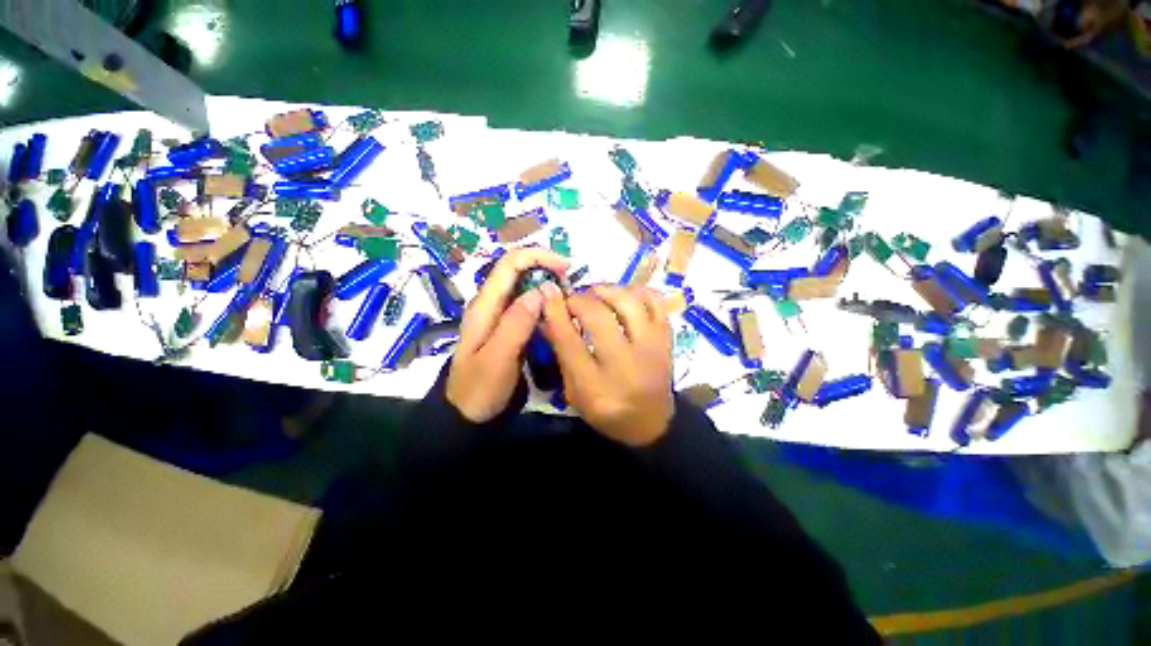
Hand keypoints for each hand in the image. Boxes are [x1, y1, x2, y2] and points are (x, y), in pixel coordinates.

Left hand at [446, 248, 568, 422]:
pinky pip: (527, 306)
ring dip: (547, 286)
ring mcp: (499, 315)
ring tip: (568, 298)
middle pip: (518, 270)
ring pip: (524, 287)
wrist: (467, 415)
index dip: (538, 257)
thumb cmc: (480, 389)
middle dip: (545, 269)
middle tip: (570, 286)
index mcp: (485, 306)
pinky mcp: (508, 327)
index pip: (509, 264)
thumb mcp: (498, 359)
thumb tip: (539, 292)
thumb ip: (515, 325)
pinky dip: (544, 303)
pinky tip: (557, 314)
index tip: (565, 267)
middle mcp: (491, 304)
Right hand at [541, 284, 674, 446]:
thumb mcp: (574, 391)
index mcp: (595, 385)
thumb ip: (561, 353)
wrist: (652, 423)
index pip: (569, 340)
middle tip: (573, 300)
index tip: (547, 291)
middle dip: (579, 299)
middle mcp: (624, 363)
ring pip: (629, 302)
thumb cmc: (606, 410)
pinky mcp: (666, 338)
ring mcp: (650, 347)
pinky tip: (624, 296)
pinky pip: (655, 301)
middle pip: (598, 315)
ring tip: (596, 294)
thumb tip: (548, 314)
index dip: (555, 311)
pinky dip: (637, 291)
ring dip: (607, 290)